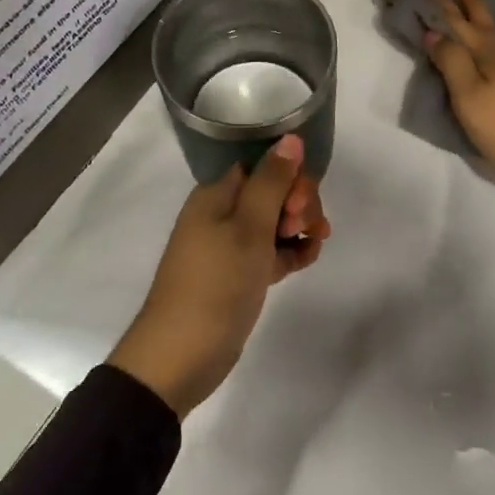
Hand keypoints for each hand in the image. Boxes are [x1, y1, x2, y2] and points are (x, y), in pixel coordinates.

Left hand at [108, 135, 329, 417]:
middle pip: (272, 191)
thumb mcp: (248, 228)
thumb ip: (272, 181)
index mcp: (216, 194)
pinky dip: (290, 251)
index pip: (262, 165)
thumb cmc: (215, 284)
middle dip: (297, 203)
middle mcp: (221, 214)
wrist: (180, 357)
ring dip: (299, 226)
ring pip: (274, 222)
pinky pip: (270, 251)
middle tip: (305, 228)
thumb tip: (290, 137)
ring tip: (313, 246)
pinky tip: (307, 260)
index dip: (288, 176)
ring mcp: (229, 246)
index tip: (299, 202)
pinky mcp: (238, 275)